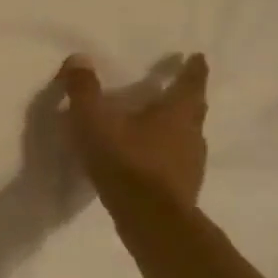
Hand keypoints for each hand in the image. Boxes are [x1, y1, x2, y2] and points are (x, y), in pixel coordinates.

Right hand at [57, 53, 209, 210]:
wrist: (150, 220)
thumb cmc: (125, 161)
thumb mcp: (94, 121)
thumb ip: (84, 90)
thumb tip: (80, 58)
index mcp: (176, 113)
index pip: (190, 84)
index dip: (193, 69)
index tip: (197, 57)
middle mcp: (191, 134)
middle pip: (192, 110)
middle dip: (185, 98)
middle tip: (174, 89)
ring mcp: (191, 164)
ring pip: (186, 137)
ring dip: (174, 127)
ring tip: (154, 124)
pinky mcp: (183, 188)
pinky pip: (175, 160)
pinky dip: (164, 153)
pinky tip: (146, 158)